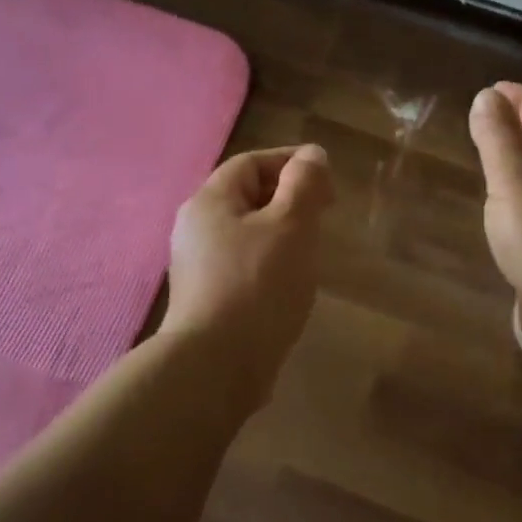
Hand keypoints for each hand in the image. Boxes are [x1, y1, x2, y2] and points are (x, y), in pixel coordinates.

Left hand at [160, 144, 334, 404]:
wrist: (216, 366)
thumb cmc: (258, 284)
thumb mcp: (291, 225)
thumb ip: (304, 184)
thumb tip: (312, 155)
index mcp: (209, 202)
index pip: (250, 163)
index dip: (290, 162)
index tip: (327, 176)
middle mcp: (195, 229)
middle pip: (245, 197)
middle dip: (287, 197)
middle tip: (325, 212)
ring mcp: (197, 267)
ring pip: (246, 234)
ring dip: (281, 232)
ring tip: (313, 247)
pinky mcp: (206, 300)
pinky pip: (242, 265)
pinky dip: (269, 262)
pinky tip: (290, 282)